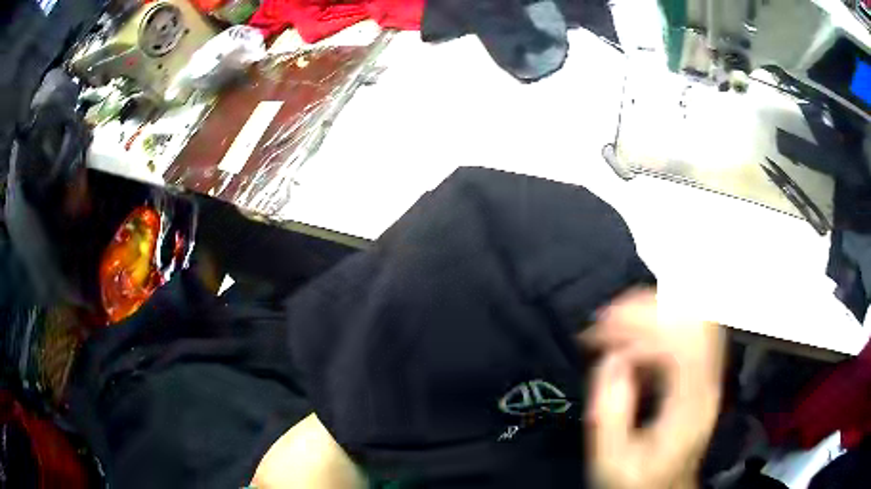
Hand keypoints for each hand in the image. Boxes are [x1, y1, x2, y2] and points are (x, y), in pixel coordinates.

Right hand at [581, 288, 724, 488]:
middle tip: (607, 319)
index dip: (641, 325)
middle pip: (696, 316)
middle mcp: (708, 381)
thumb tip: (612, 360)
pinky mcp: (701, 370)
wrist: (664, 488)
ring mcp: (709, 372)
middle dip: (648, 307)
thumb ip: (610, 413)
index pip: (683, 340)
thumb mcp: (613, 461)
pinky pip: (687, 328)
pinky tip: (633, 338)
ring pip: (695, 315)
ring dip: (654, 310)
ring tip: (616, 322)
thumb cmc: (639, 480)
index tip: (600, 332)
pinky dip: (658, 322)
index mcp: (691, 404)